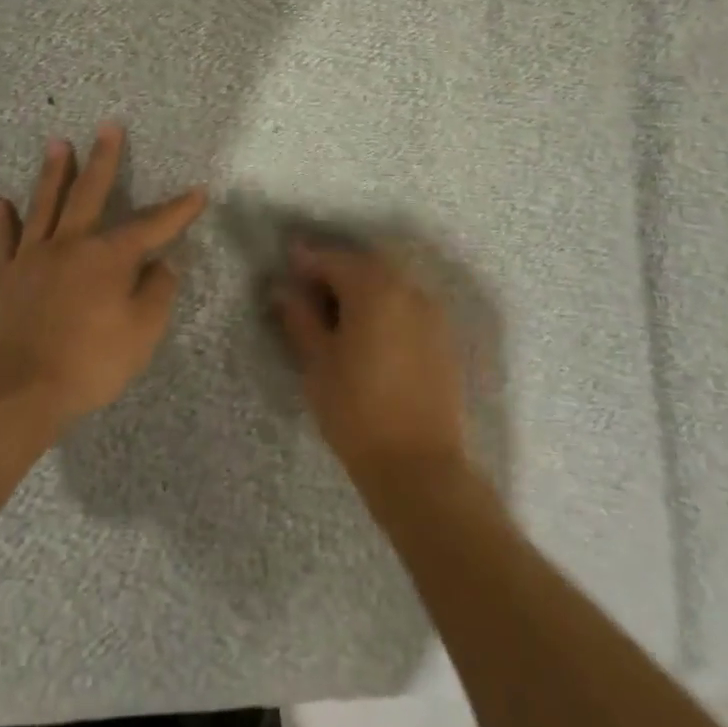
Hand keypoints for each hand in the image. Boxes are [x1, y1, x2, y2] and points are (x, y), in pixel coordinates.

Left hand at [0, 124, 207, 434]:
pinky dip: (3, 220)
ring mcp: (33, 257)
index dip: (178, 210)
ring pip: (44, 204)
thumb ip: (157, 293)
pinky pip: (4, 240)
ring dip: (53, 172)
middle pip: (89, 193)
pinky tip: (1, 201)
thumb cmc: (89, 363)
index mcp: (108, 257)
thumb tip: (163, 264)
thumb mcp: (142, 334)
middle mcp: (70, 244)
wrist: (18, 390)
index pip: (152, 226)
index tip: (198, 192)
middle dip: (103, 159)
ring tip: (57, 143)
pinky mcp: (4, 276)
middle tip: (108, 127)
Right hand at [272, 240, 467, 481]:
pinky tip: (367, 332)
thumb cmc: (357, 411)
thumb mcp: (317, 362)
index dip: (305, 260)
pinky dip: (384, 307)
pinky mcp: (443, 339)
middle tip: (307, 290)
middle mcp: (408, 290)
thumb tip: (284, 289)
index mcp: (374, 289)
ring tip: (335, 313)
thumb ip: (300, 318)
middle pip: (365, 265)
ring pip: (389, 284)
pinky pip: (407, 306)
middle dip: (335, 270)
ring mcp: (432, 314)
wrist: (420, 467)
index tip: (285, 266)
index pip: (333, 259)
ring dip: (361, 288)